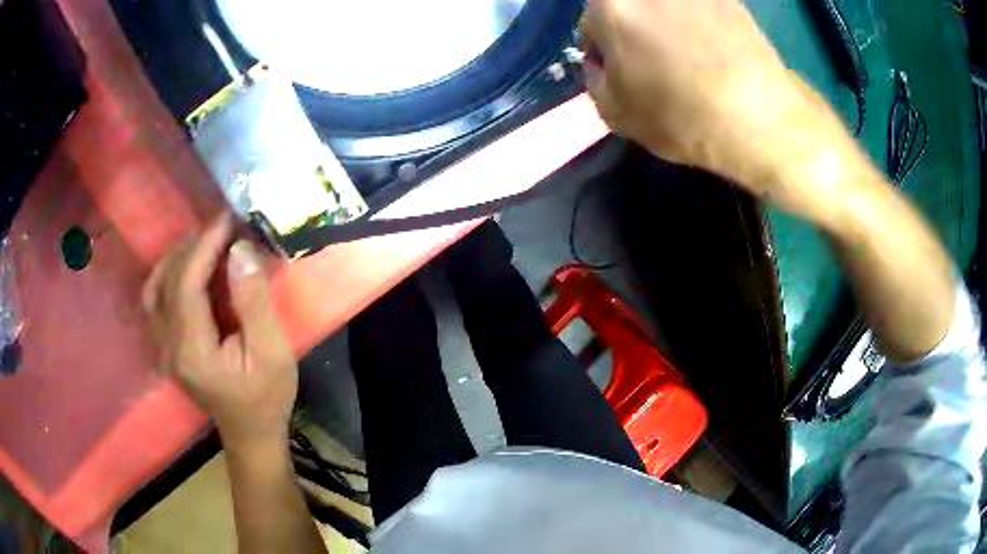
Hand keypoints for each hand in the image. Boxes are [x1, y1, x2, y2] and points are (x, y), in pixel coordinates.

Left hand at [143, 215, 296, 452]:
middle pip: (168, 282)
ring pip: (155, 289)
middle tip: (221, 228)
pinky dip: (169, 276)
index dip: (204, 247)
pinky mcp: (166, 348)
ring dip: (176, 259)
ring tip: (203, 242)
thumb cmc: (267, 396)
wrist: (250, 433)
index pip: (187, 284)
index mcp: (193, 350)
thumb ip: (252, 302)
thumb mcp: (272, 352)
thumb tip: (239, 252)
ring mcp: (163, 348)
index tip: (227, 220)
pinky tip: (188, 269)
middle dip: (193, 247)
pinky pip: (156, 301)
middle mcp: (168, 346)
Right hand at [580, 0, 861, 220]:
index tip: (624, 74)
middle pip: (627, 8)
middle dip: (631, 32)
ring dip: (664, 26)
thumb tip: (604, 61)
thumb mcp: (615, 111)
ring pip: (663, 9)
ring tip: (688, 60)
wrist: (760, 121)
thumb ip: (595, 76)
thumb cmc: (682, 116)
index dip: (605, 53)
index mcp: (611, 4)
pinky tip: (713, 53)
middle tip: (653, 64)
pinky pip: (697, 11)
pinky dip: (697, 25)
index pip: (590, 25)